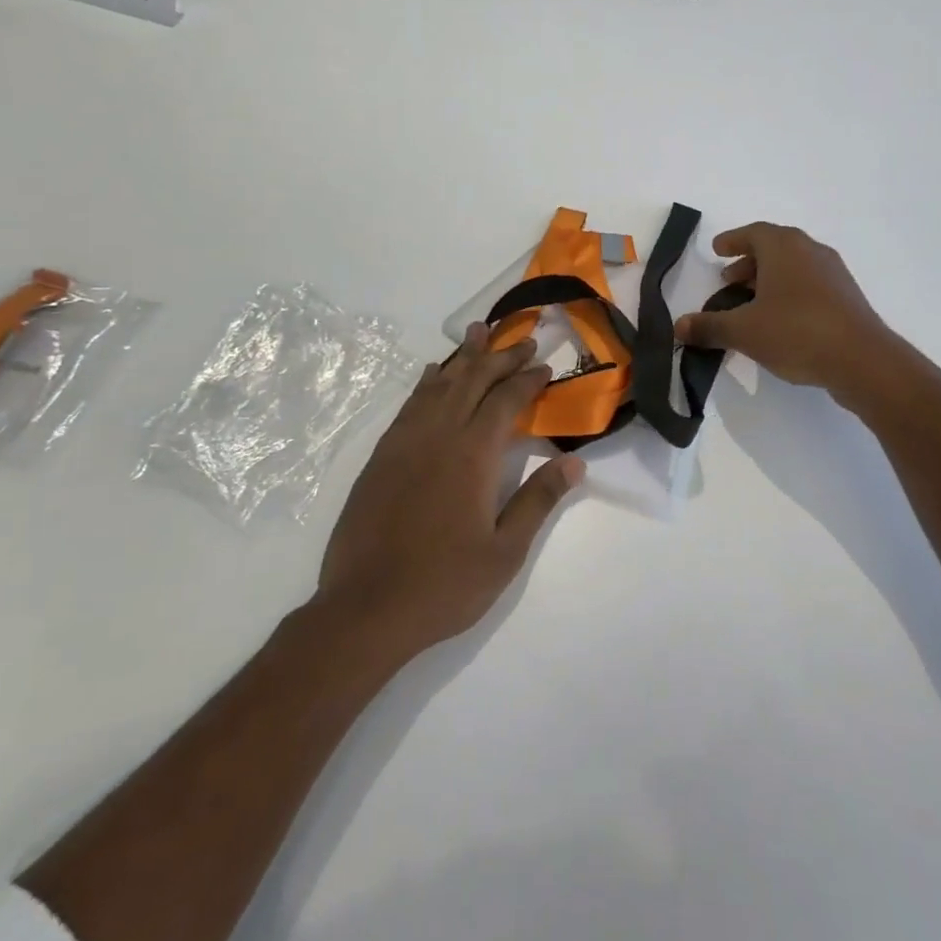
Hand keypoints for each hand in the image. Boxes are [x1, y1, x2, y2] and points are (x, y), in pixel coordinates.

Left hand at [314, 323, 583, 661]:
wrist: (365, 608)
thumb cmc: (444, 584)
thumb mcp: (505, 552)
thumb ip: (538, 501)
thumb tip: (575, 463)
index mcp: (473, 454)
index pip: (506, 400)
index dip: (527, 379)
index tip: (545, 366)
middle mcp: (439, 435)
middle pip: (473, 380)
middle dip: (500, 357)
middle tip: (522, 340)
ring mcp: (405, 442)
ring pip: (439, 384)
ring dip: (463, 357)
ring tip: (478, 332)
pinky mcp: (381, 455)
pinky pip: (410, 403)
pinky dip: (427, 382)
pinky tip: (434, 374)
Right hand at [674, 223, 900, 398]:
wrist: (863, 360)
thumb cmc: (796, 332)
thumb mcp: (743, 331)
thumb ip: (709, 326)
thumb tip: (678, 327)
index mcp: (785, 247)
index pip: (753, 233)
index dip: (732, 240)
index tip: (717, 250)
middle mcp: (811, 251)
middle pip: (774, 248)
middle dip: (748, 263)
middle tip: (727, 282)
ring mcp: (833, 274)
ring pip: (793, 268)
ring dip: (768, 280)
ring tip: (749, 305)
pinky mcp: (847, 298)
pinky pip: (809, 285)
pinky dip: (788, 294)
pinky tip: (778, 322)